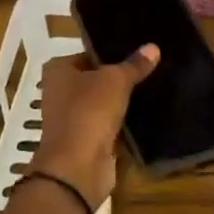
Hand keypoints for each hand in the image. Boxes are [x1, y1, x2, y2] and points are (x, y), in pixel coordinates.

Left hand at [27, 46, 159, 207]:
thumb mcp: (115, 80)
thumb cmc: (89, 111)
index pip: (88, 54)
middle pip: (96, 79)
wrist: (78, 166)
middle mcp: (60, 93)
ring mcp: (72, 119)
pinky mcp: (87, 140)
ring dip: (123, 100)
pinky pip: (110, 124)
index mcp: (58, 71)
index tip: (138, 49)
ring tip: (154, 86)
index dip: (111, 51)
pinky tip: (149, 112)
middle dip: (120, 77)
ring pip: (104, 103)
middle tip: (152, 66)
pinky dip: (125, 121)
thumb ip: (134, 65)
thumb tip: (153, 47)